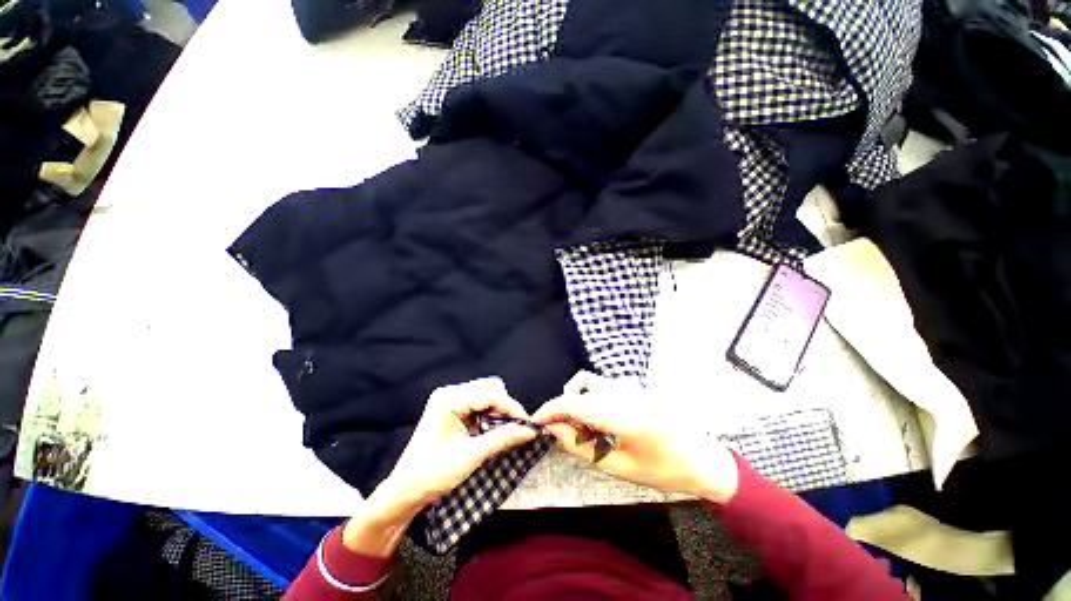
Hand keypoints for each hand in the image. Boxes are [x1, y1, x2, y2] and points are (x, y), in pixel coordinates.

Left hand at [344, 377, 537, 555]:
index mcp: (449, 399)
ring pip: (487, 402)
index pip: (490, 394)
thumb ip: (503, 438)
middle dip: (507, 412)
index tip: (529, 425)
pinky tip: (499, 433)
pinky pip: (480, 410)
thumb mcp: (471, 456)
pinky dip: (492, 421)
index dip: (512, 408)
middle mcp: (451, 394)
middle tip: (521, 430)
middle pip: (490, 394)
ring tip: (513, 433)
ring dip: (501, 417)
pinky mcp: (454, 413)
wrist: (404, 494)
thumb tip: (531, 430)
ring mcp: (451, 403)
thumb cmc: (432, 474)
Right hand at [533, 371, 739, 503]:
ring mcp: (629, 385)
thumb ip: (582, 448)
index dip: (550, 410)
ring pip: (587, 383)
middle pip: (577, 391)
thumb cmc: (663, 470)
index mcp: (622, 416)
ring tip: (583, 429)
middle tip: (563, 435)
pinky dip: (589, 398)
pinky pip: (600, 386)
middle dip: (562, 410)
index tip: (536, 421)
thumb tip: (554, 431)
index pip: (574, 403)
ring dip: (576, 402)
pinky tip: (598, 420)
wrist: (701, 456)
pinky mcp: (631, 385)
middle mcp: (623, 392)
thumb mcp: (619, 467)